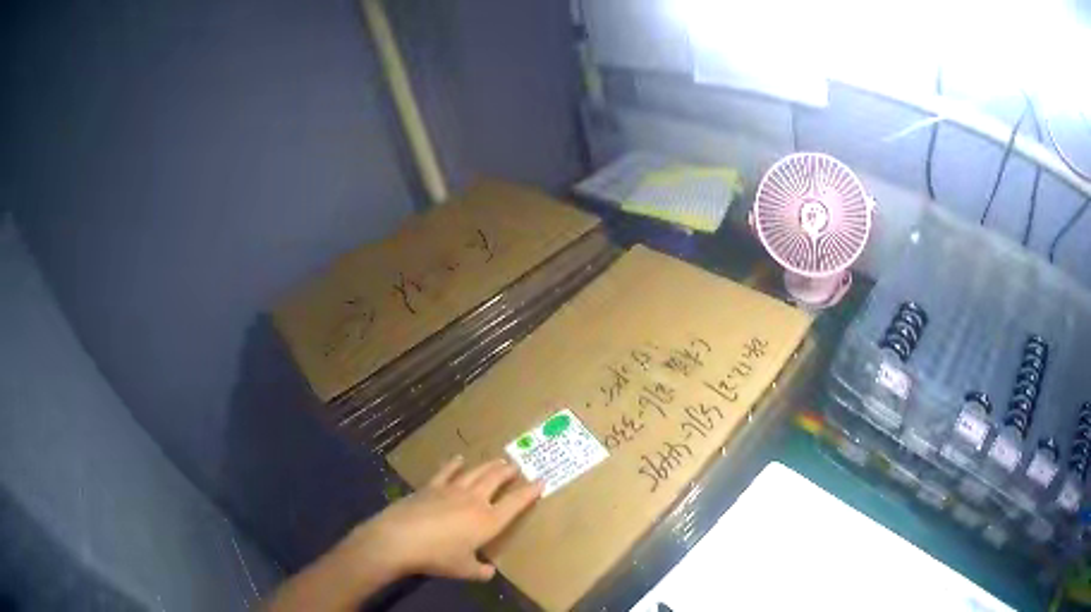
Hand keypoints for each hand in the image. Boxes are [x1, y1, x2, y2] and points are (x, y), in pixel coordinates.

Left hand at [348, 456, 542, 581]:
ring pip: (475, 473)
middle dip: (507, 472)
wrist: (401, 539)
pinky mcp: (430, 487)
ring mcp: (451, 490)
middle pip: (495, 480)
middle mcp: (474, 500)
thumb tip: (489, 572)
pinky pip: (446, 472)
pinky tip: (459, 459)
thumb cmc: (438, 557)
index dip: (530, 492)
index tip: (541, 481)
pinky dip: (454, 464)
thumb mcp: (464, 570)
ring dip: (488, 465)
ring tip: (497, 459)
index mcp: (488, 521)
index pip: (515, 503)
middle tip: (516, 466)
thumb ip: (480, 571)